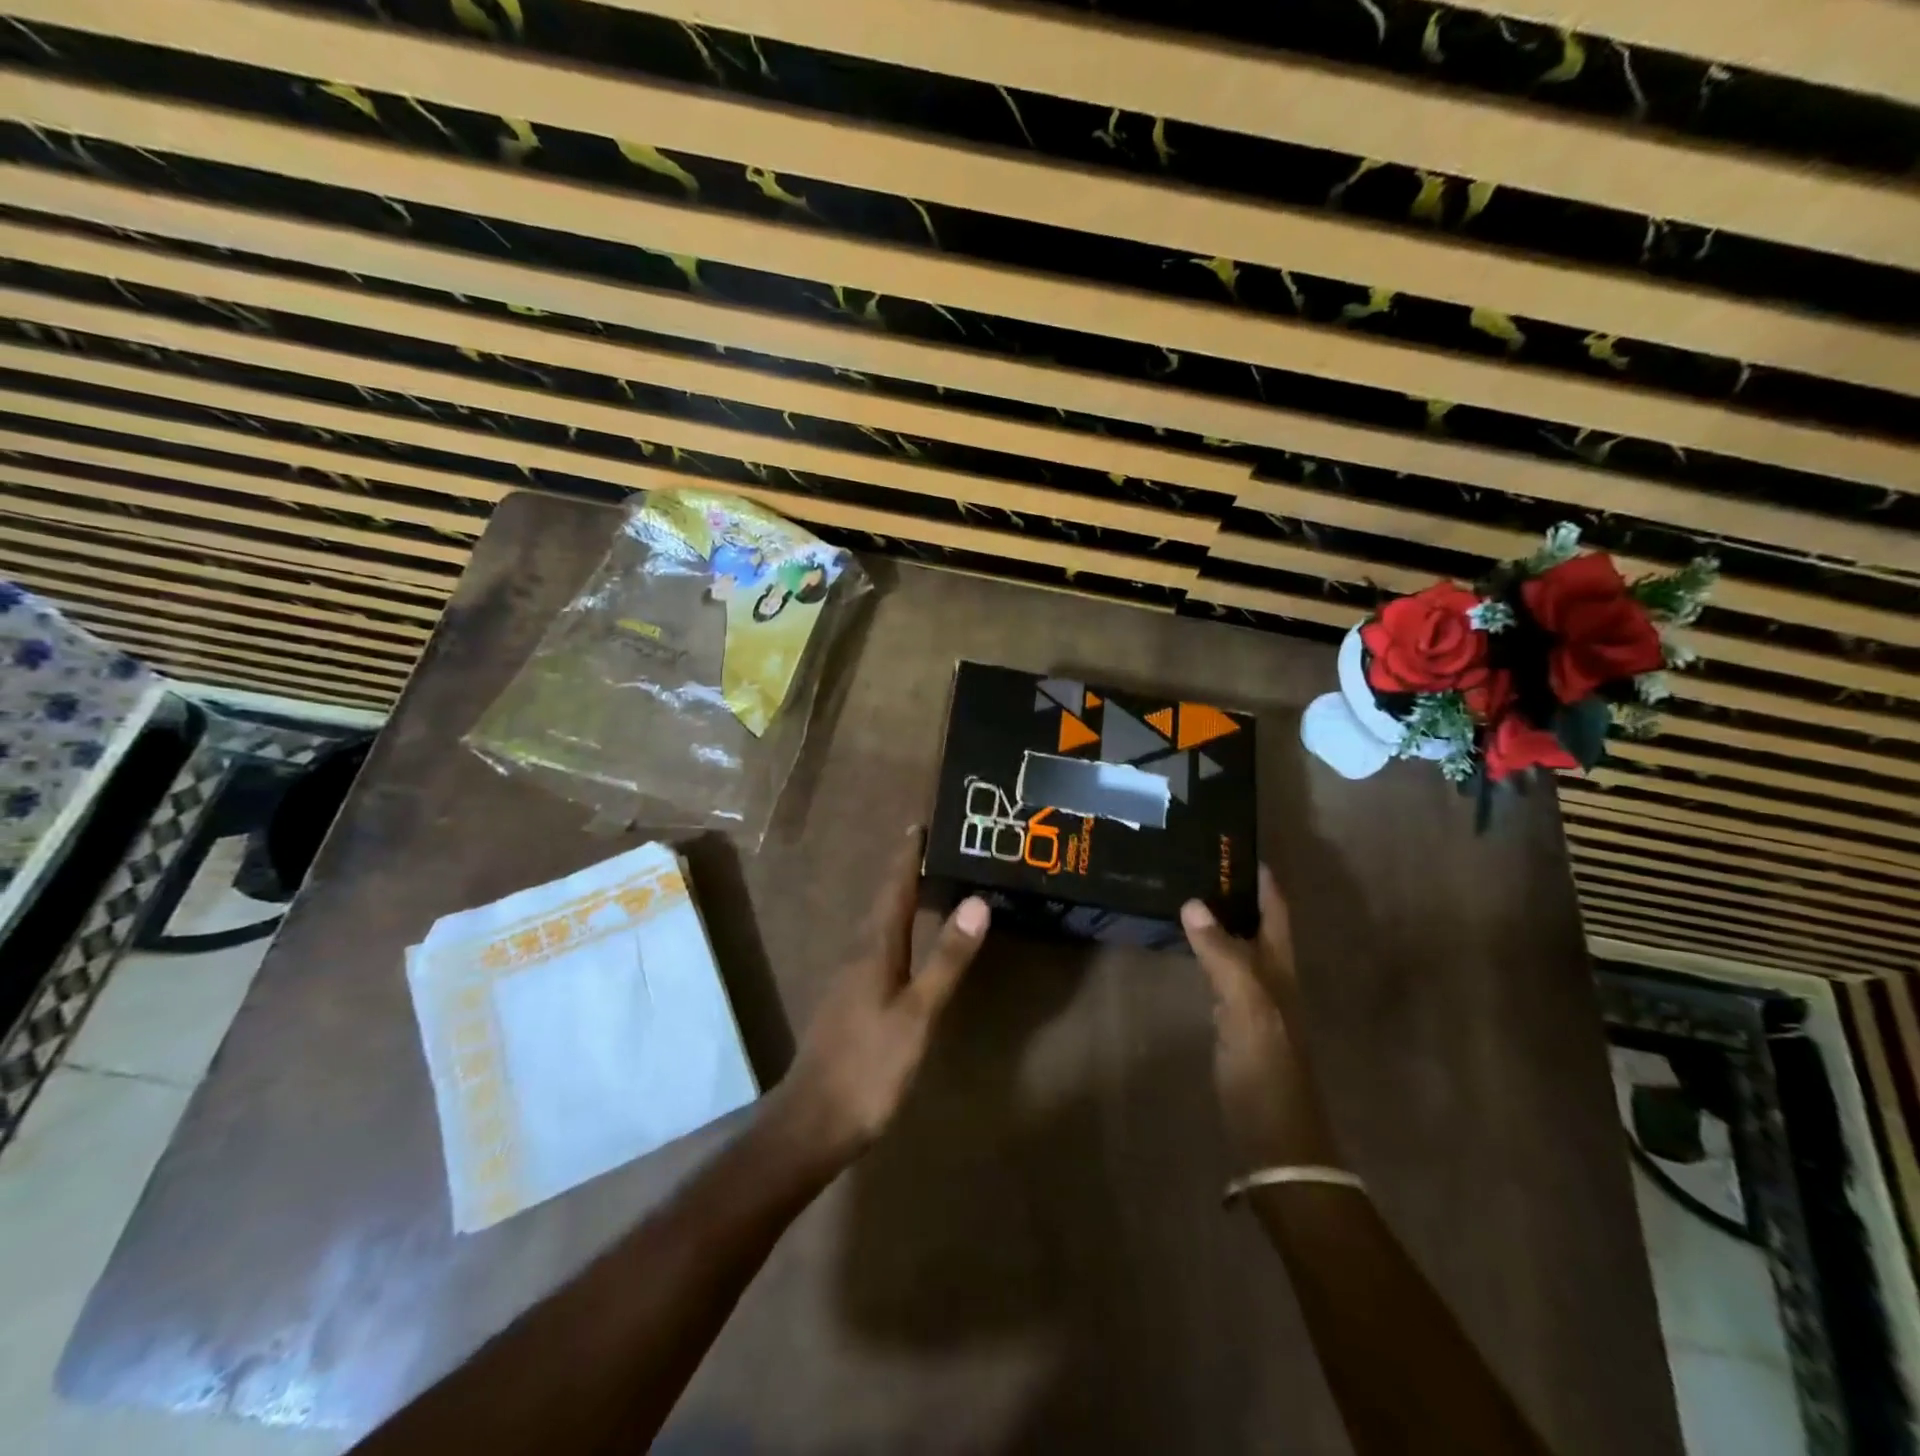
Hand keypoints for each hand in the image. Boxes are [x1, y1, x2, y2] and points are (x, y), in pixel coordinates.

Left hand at [773, 827, 989, 1168]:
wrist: (813, 1122)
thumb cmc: (870, 1065)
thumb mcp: (918, 1013)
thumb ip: (947, 959)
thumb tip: (976, 901)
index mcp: (874, 948)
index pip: (894, 888)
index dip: (907, 855)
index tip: (922, 823)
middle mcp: (857, 954)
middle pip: (885, 902)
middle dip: (906, 872)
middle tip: (934, 847)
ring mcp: (849, 979)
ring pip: (879, 926)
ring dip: (900, 900)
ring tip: (927, 885)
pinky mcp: (849, 1002)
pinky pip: (877, 949)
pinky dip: (897, 931)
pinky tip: (907, 945)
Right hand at [1181, 866, 1341, 1170]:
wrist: (1276, 1141)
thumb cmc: (1267, 1071)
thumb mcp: (1247, 1008)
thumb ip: (1222, 955)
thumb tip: (1193, 903)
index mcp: (1280, 968)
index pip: (1275, 910)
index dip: (1261, 877)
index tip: (1234, 844)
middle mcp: (1271, 977)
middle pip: (1257, 922)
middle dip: (1236, 890)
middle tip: (1197, 860)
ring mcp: (1255, 1001)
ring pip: (1239, 945)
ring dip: (1221, 917)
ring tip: (1186, 890)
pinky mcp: (1236, 1022)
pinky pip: (1222, 971)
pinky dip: (1207, 949)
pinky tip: (1187, 945)